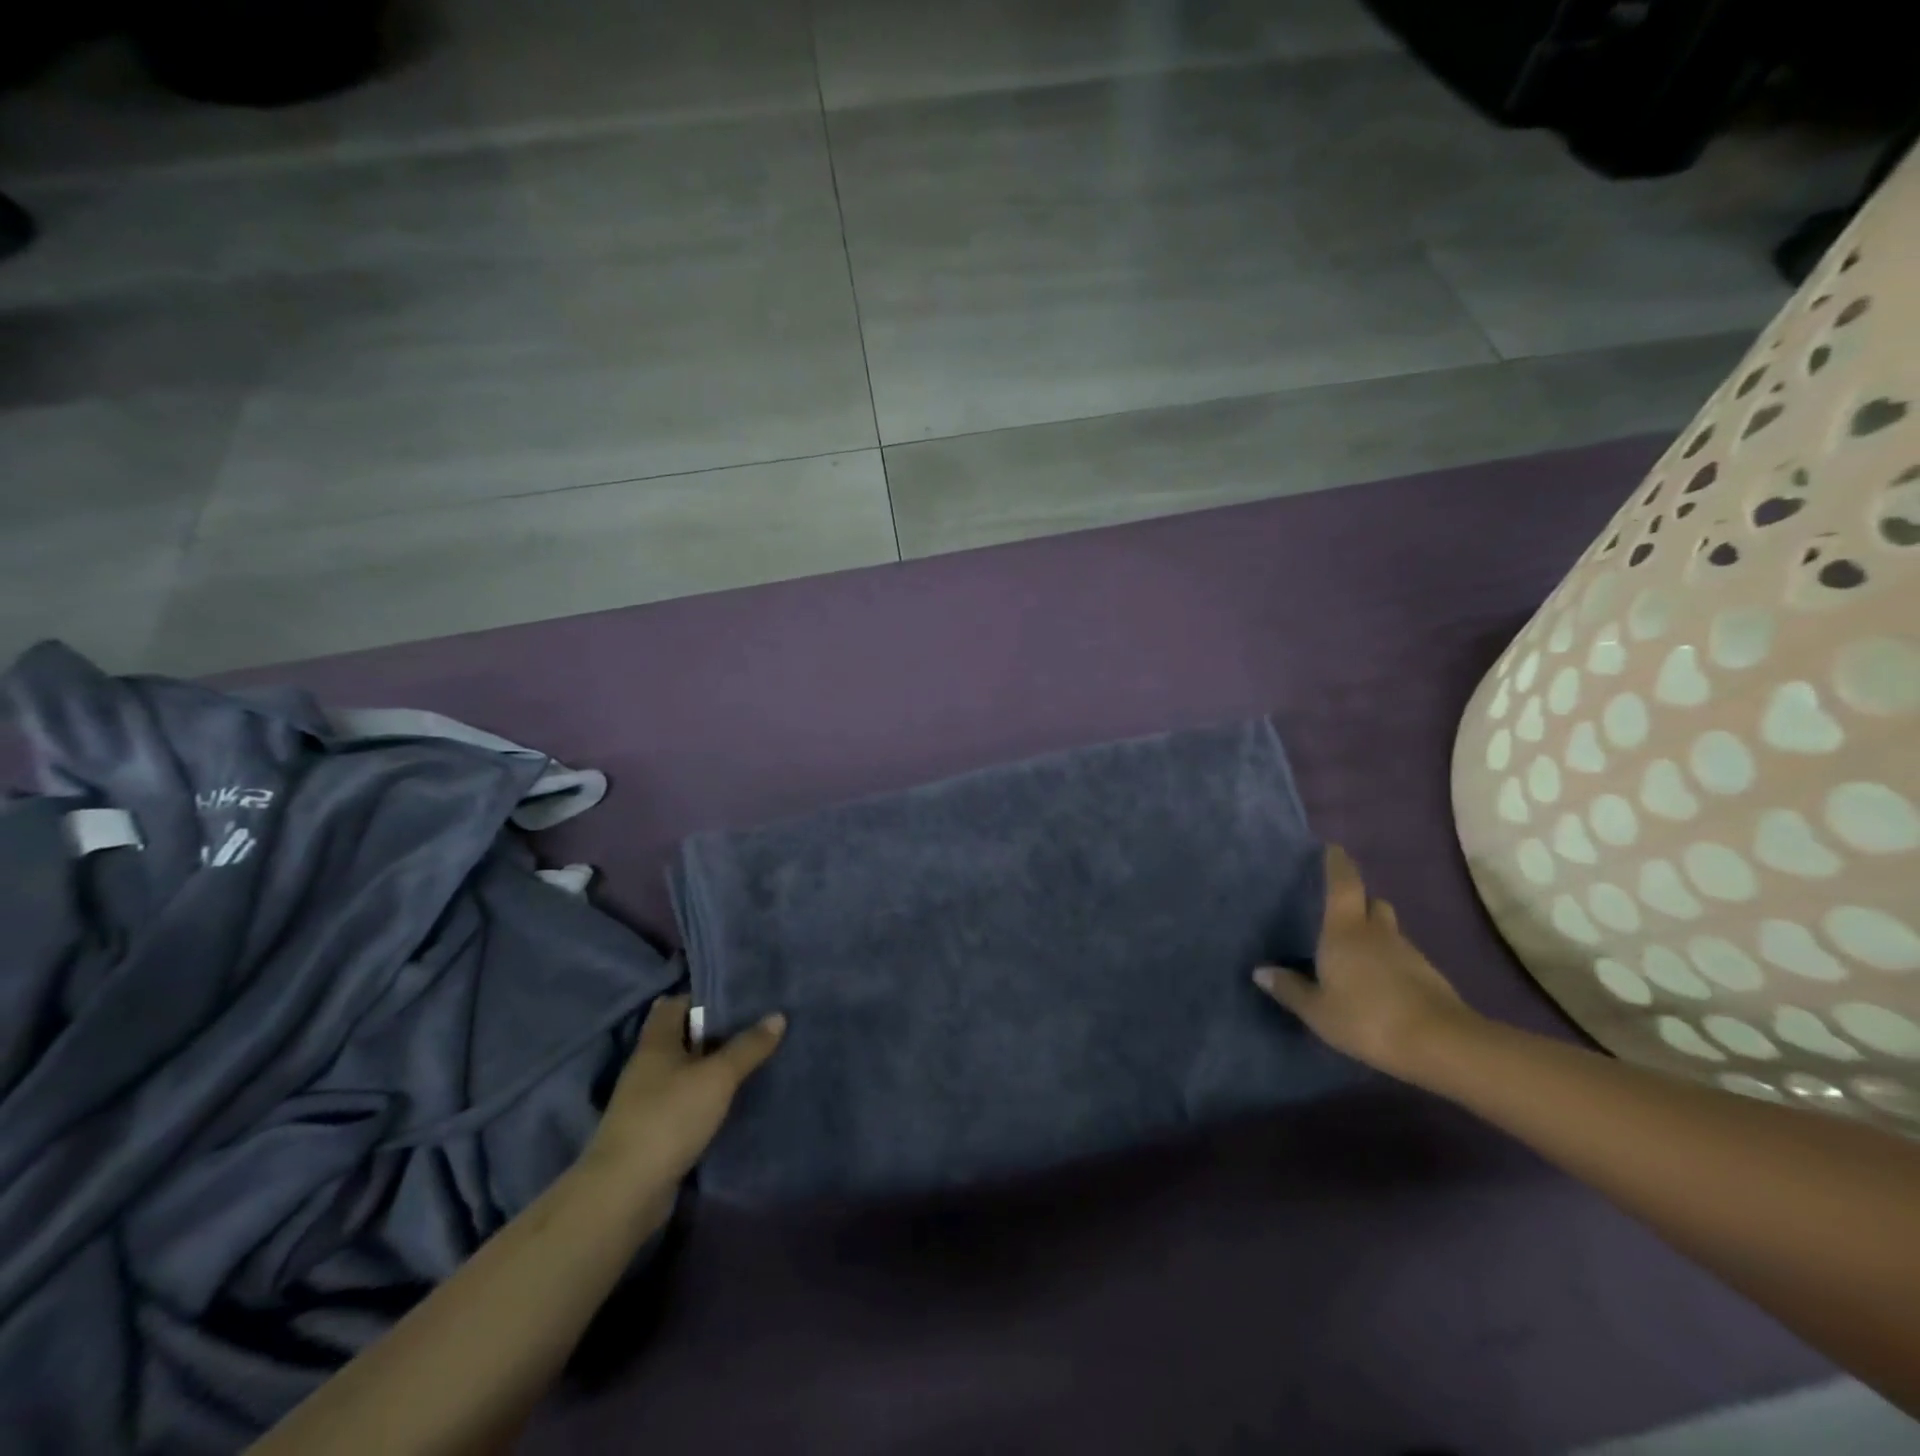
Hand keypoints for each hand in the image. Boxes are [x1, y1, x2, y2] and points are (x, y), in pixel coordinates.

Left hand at [582, 994, 784, 1195]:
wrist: (626, 1192)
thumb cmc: (670, 1117)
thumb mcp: (717, 1076)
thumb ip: (748, 1047)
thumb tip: (778, 1015)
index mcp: (656, 1042)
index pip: (675, 1003)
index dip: (703, 996)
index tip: (738, 995)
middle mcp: (648, 1066)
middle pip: (682, 1037)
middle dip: (713, 1031)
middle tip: (755, 1023)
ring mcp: (648, 1100)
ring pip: (685, 1070)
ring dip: (711, 1066)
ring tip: (751, 1057)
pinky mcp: (654, 1130)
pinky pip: (685, 1101)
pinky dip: (706, 1096)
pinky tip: (731, 1098)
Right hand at [1253, 845, 1476, 1079]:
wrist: (1441, 1045)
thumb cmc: (1367, 1018)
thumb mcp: (1318, 1010)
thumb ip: (1290, 989)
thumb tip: (1261, 971)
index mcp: (1345, 931)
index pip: (1343, 884)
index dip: (1338, 864)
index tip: (1333, 848)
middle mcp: (1377, 932)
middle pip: (1372, 903)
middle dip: (1359, 900)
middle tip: (1341, 908)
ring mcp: (1407, 953)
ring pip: (1389, 930)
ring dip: (1375, 933)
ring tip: (1357, 950)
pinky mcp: (1428, 976)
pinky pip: (1402, 956)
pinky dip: (1389, 959)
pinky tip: (1379, 981)